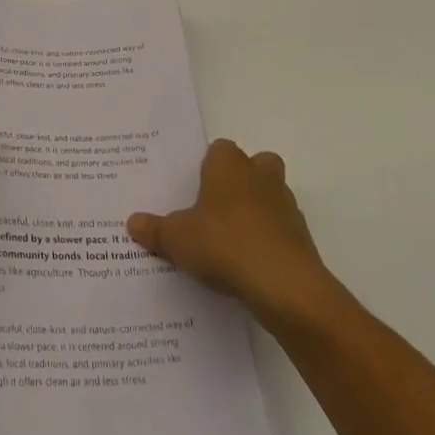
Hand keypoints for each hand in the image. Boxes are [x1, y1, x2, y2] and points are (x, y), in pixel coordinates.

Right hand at [128, 139, 336, 325]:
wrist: (284, 286)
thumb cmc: (224, 244)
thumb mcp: (177, 239)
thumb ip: (155, 229)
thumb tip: (132, 222)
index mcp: (229, 166)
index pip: (221, 149)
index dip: (209, 165)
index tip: (196, 187)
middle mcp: (260, 177)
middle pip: (257, 165)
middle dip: (243, 180)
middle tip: (218, 207)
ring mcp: (286, 207)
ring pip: (273, 196)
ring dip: (259, 211)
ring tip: (233, 241)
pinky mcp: (302, 239)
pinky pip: (283, 231)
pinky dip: (271, 242)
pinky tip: (251, 265)